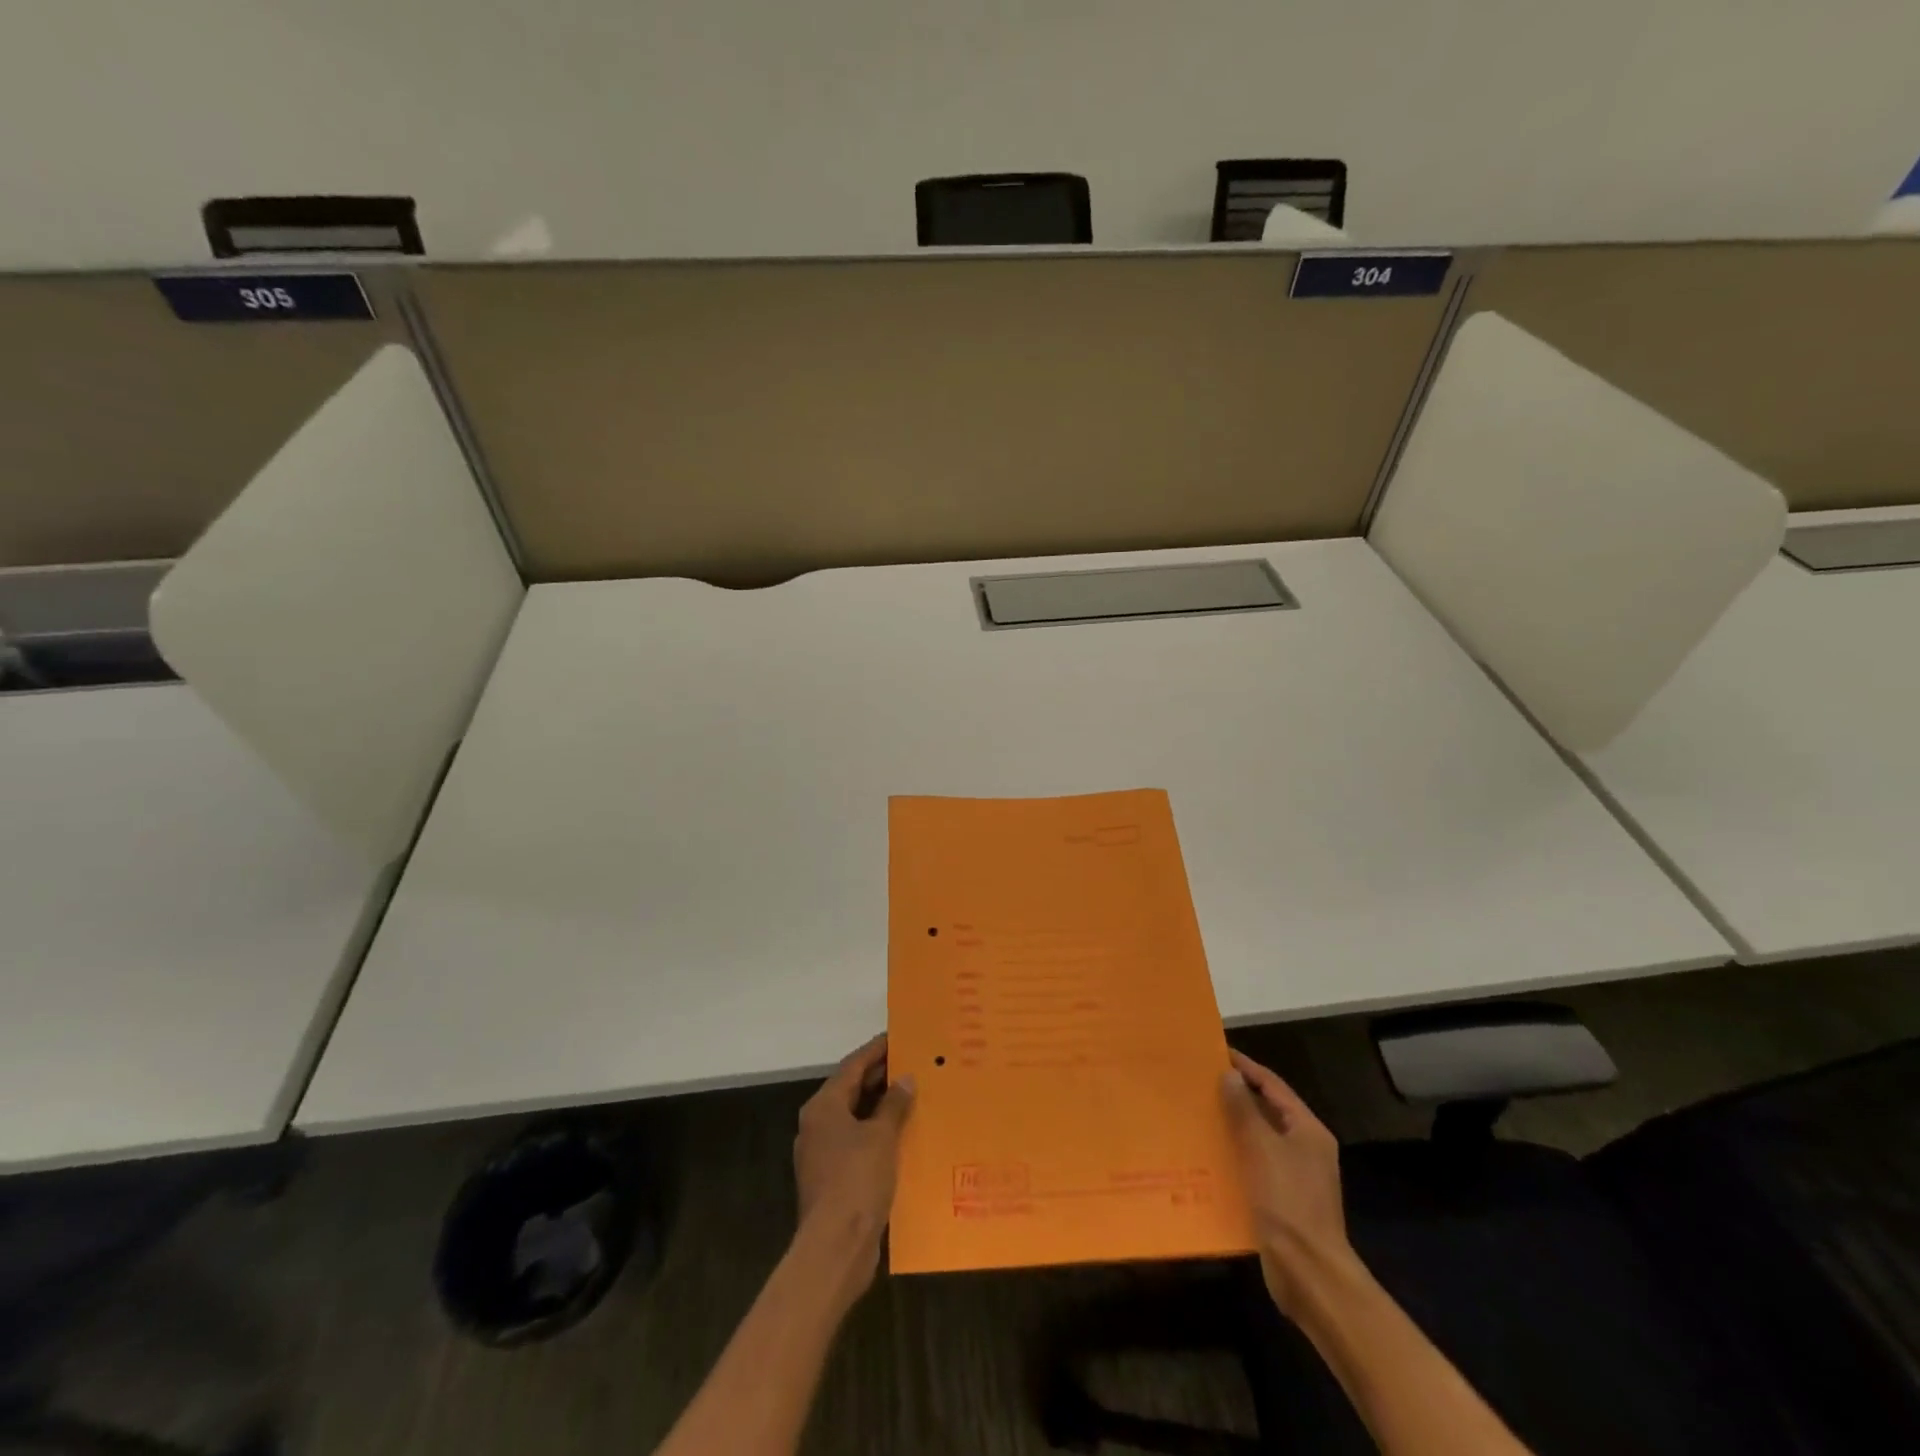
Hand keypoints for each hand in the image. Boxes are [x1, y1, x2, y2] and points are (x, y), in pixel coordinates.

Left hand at [793, 1035, 915, 1295]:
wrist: (836, 1246)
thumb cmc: (857, 1180)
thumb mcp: (881, 1136)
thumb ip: (893, 1104)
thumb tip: (905, 1078)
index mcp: (824, 1106)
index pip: (852, 1066)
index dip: (876, 1050)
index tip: (898, 1036)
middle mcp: (818, 1124)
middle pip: (851, 1090)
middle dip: (880, 1076)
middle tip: (911, 1062)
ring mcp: (823, 1153)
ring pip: (855, 1117)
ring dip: (881, 1106)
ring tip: (913, 1094)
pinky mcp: (833, 1177)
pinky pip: (858, 1142)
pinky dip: (878, 1133)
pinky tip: (903, 1135)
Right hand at [1222, 1049, 1357, 1317]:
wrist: (1308, 1273)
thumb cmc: (1288, 1202)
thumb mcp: (1262, 1148)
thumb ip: (1244, 1110)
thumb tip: (1230, 1075)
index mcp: (1307, 1130)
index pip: (1273, 1085)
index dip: (1245, 1067)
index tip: (1215, 1052)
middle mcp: (1304, 1148)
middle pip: (1267, 1110)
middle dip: (1235, 1095)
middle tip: (1200, 1081)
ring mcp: (1294, 1176)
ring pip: (1258, 1138)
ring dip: (1231, 1125)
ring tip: (1197, 1112)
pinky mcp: (1281, 1199)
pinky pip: (1253, 1164)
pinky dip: (1233, 1155)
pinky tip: (1207, 1155)